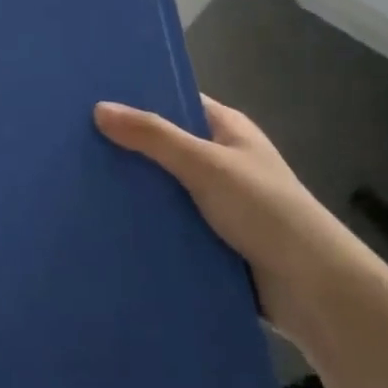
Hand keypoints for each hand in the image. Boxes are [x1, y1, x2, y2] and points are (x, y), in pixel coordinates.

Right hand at [94, 95, 378, 345]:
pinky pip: (167, 222)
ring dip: (132, 188)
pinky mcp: (209, 239)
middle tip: (72, 141)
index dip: (137, 97)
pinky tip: (104, 221)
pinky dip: (144, 221)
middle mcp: (220, 160)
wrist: (315, 291)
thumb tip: (98, 109)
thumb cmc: (265, 210)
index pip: (175, 100)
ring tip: (77, 181)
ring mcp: (215, 202)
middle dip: (126, 146)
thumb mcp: (206, 164)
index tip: (91, 97)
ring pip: (162, 187)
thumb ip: (153, 136)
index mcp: (226, 129)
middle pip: (163, 145)